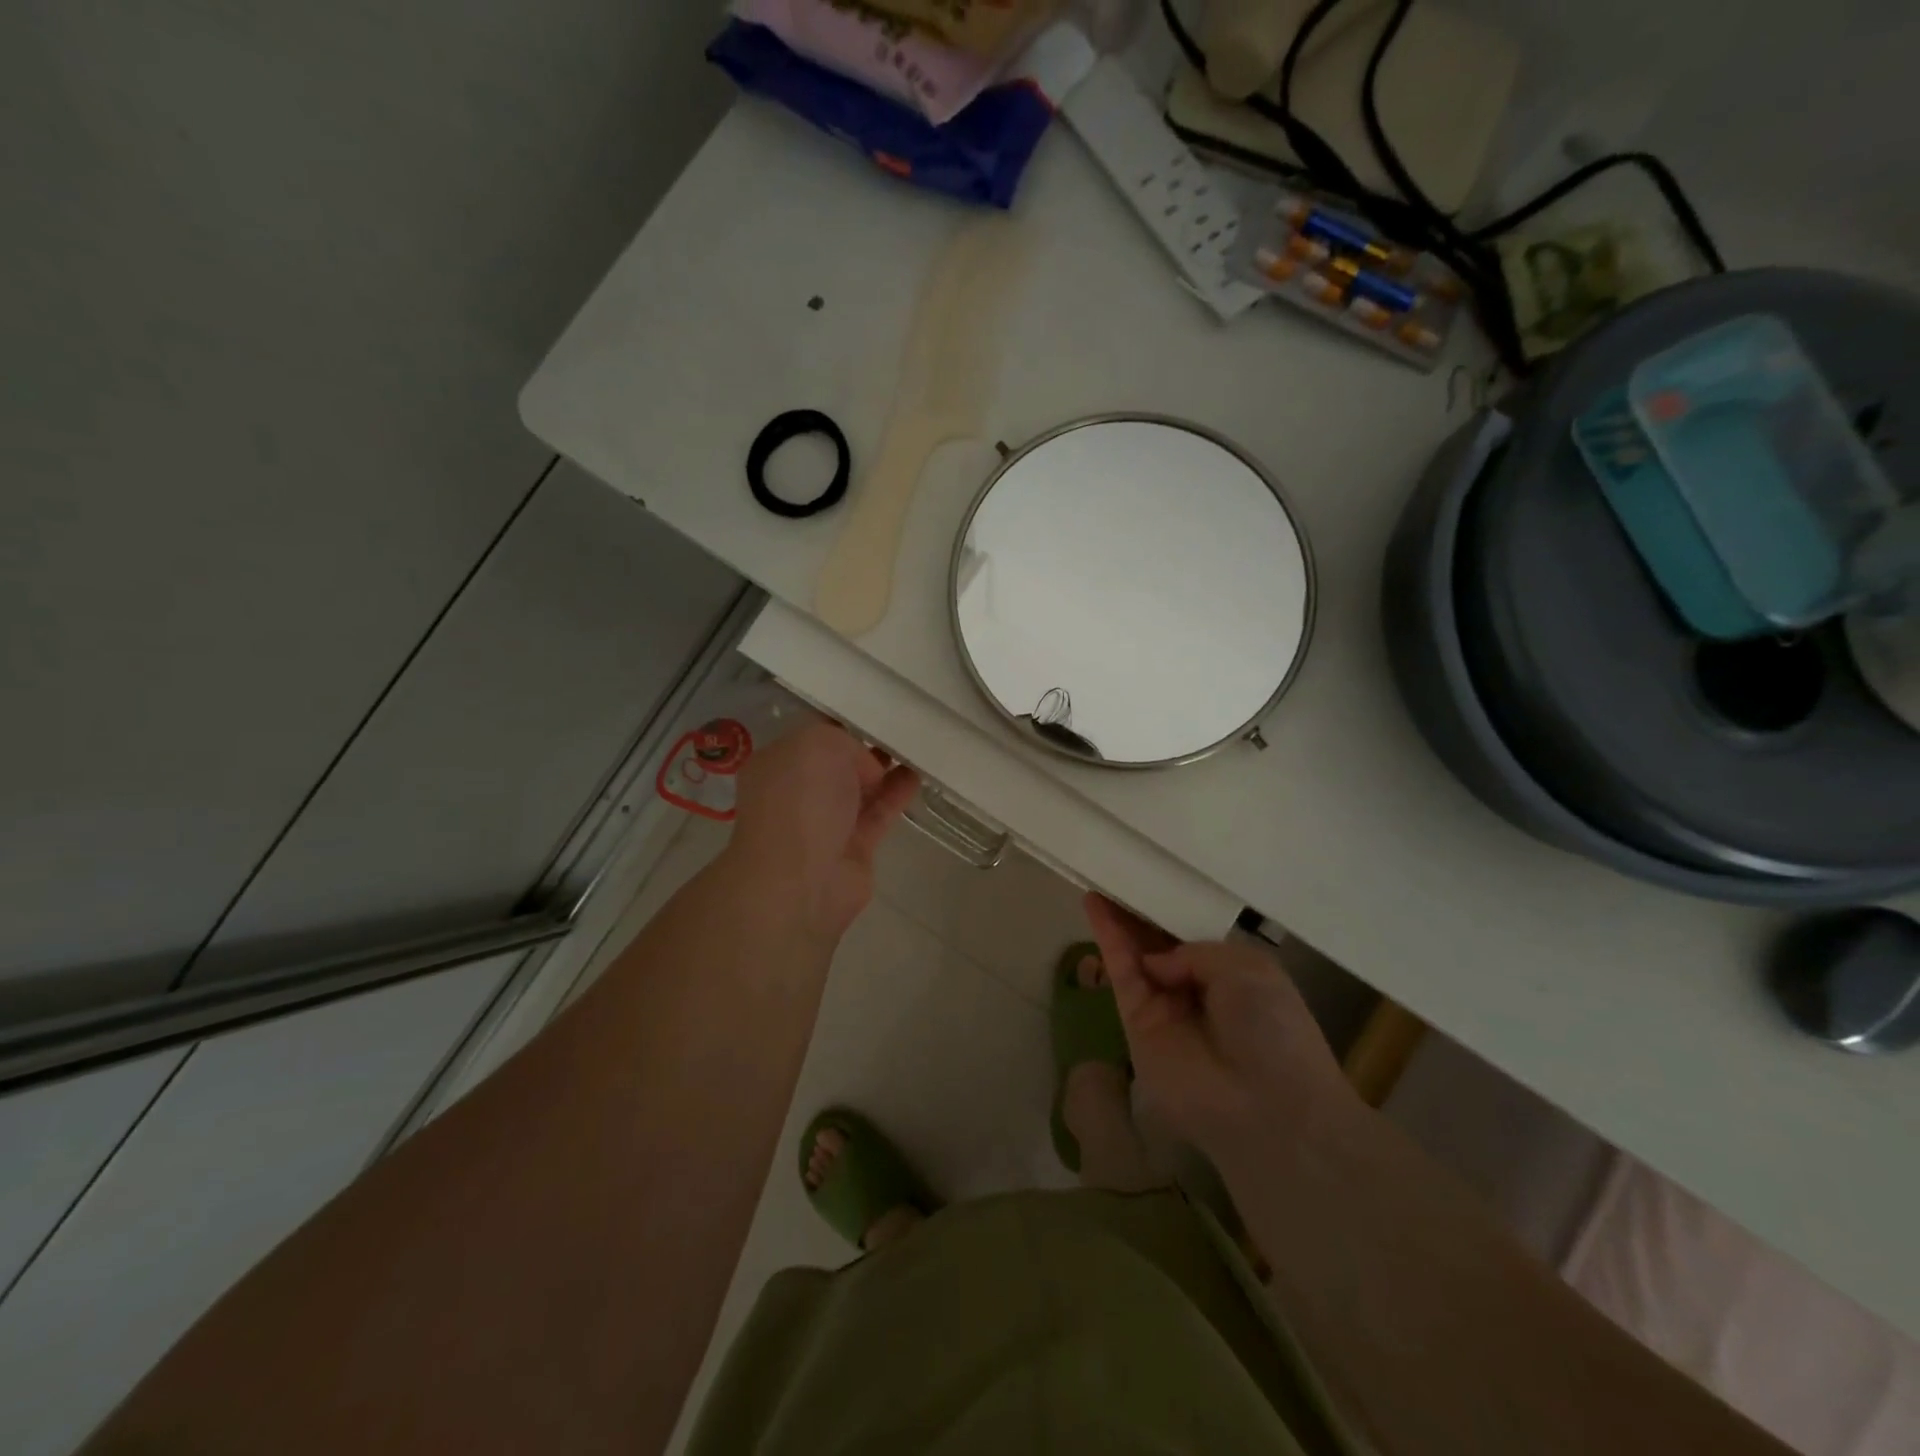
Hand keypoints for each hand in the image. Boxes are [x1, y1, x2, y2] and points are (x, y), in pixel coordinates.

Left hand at [727, 719, 919, 941]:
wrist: (801, 880)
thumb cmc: (801, 801)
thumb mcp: (819, 744)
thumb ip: (845, 741)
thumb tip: (866, 768)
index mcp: (777, 764)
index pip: (811, 736)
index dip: (842, 722)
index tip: (874, 710)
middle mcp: (797, 792)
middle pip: (837, 763)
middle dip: (865, 747)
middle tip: (900, 728)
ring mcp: (825, 822)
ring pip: (860, 789)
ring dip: (886, 770)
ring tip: (917, 748)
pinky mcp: (853, 847)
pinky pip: (878, 813)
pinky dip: (897, 795)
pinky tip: (918, 775)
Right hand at [1084, 895, 1353, 1163]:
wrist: (1266, 1106)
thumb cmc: (1272, 1029)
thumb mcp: (1247, 968)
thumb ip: (1195, 951)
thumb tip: (1156, 963)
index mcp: (1230, 975)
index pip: (1191, 937)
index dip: (1169, 911)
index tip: (1150, 880)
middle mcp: (1194, 989)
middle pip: (1157, 942)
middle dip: (1138, 911)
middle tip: (1115, 873)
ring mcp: (1163, 1007)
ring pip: (1134, 953)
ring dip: (1116, 918)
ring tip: (1099, 876)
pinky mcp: (1136, 1022)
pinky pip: (1120, 972)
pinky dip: (1107, 938)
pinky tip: (1094, 905)